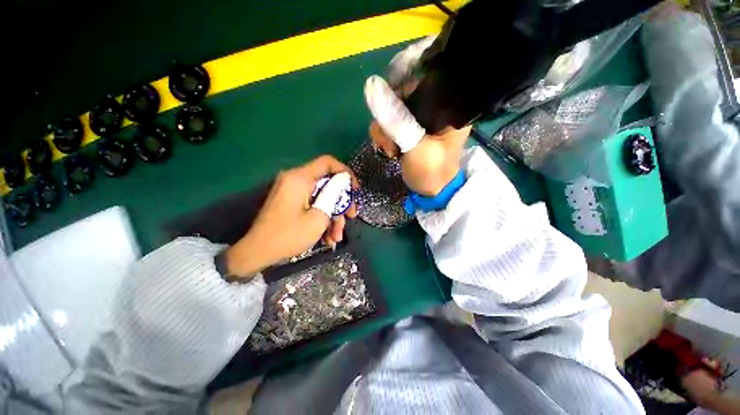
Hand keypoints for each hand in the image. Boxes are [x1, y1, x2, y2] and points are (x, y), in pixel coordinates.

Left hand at [226, 155, 357, 277]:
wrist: (257, 252)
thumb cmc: (289, 235)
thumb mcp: (318, 217)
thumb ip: (333, 195)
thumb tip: (343, 182)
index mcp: (300, 178)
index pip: (328, 162)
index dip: (345, 173)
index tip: (355, 190)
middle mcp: (295, 180)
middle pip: (327, 183)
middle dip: (341, 202)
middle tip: (350, 218)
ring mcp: (292, 191)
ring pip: (322, 197)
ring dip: (333, 216)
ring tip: (336, 237)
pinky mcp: (291, 202)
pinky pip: (312, 204)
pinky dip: (322, 218)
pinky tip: (327, 237)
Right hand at [365, 75, 469, 195]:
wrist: (429, 191)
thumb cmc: (431, 171)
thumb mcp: (416, 147)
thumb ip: (398, 122)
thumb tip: (374, 88)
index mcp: (448, 107)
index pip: (422, 81)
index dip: (400, 90)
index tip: (390, 111)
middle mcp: (433, 108)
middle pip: (401, 95)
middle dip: (389, 118)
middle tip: (390, 141)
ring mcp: (418, 120)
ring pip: (390, 111)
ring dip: (384, 132)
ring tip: (391, 151)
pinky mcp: (407, 130)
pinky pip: (388, 124)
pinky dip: (383, 137)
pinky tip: (390, 151)